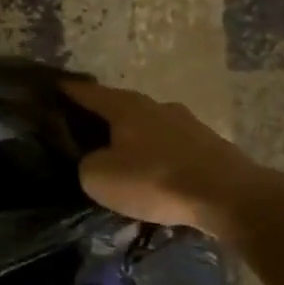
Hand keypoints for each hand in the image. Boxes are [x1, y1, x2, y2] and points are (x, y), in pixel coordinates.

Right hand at [61, 80, 269, 237]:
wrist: (229, 196)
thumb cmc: (155, 179)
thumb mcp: (99, 177)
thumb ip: (87, 163)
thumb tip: (94, 160)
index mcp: (125, 106)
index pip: (88, 92)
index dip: (69, 91)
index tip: (53, 88)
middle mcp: (156, 106)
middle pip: (121, 107)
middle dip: (103, 117)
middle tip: (84, 129)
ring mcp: (188, 124)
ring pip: (149, 127)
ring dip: (134, 138)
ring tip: (121, 155)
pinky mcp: (211, 146)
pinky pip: (172, 146)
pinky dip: (158, 155)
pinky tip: (154, 172)